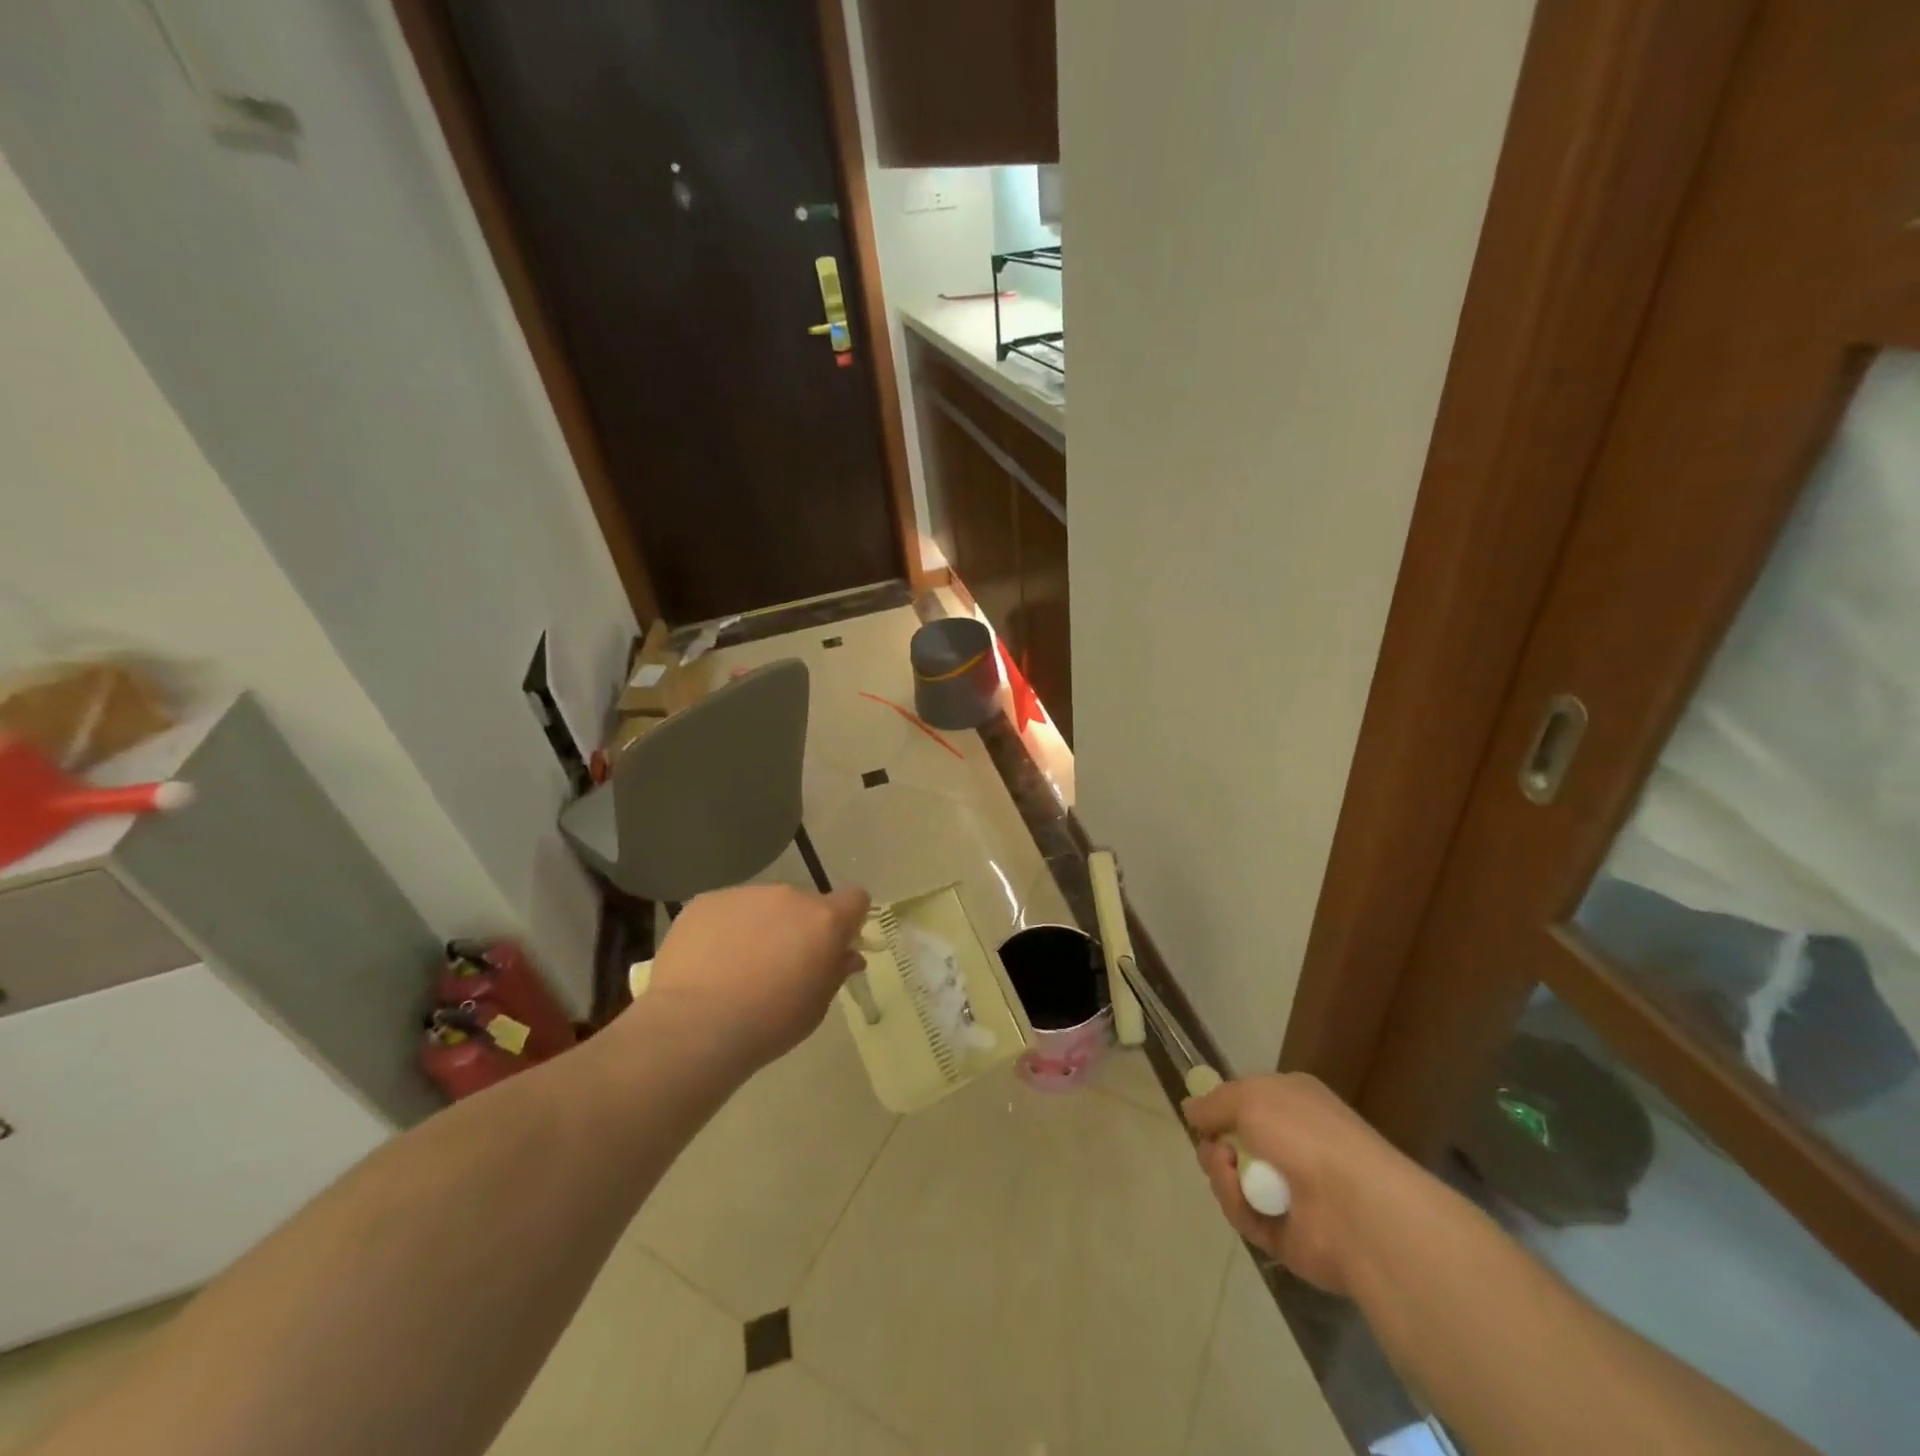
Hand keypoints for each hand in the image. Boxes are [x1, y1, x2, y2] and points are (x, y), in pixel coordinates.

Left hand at [629, 884, 870, 1075]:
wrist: (694, 1026)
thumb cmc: (768, 1024)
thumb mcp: (816, 1007)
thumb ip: (834, 973)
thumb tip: (846, 956)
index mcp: (824, 920)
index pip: (855, 899)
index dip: (849, 921)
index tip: (834, 948)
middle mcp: (788, 896)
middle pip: (805, 903)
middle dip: (800, 928)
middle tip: (781, 967)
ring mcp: (745, 894)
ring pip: (764, 905)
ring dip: (762, 926)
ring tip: (738, 967)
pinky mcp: (706, 901)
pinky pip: (727, 910)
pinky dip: (725, 929)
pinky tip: (709, 963)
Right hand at [1184, 1072, 1427, 1296]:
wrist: (1356, 1209)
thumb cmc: (1305, 1135)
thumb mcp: (1250, 1097)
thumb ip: (1215, 1102)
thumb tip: (1190, 1109)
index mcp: (1294, 1105)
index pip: (1249, 1102)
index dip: (1223, 1108)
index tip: (1200, 1115)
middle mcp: (1294, 1145)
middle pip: (1235, 1143)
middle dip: (1215, 1144)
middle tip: (1212, 1148)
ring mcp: (1292, 1192)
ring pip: (1235, 1179)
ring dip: (1221, 1173)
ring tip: (1226, 1169)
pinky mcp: (1285, 1235)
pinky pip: (1245, 1215)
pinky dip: (1236, 1204)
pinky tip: (1239, 1195)